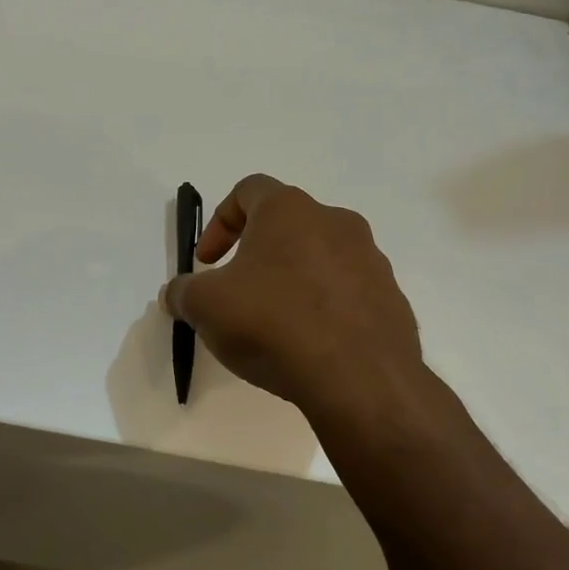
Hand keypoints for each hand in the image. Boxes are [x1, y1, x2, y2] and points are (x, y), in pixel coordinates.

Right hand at [163, 175, 426, 426]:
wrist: (360, 379)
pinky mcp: (392, 299)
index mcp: (289, 210)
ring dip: (291, 281)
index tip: (207, 262)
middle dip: (255, 255)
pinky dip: (323, 309)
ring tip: (273, 324)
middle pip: (286, 225)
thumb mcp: (206, 307)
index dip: (219, 222)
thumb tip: (176, 293)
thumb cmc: (273, 323)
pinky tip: (308, 345)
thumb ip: (183, 292)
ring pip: (319, 258)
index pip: (249, 190)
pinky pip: (347, 293)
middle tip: (237, 293)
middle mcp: (336, 222)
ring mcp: (371, 260)